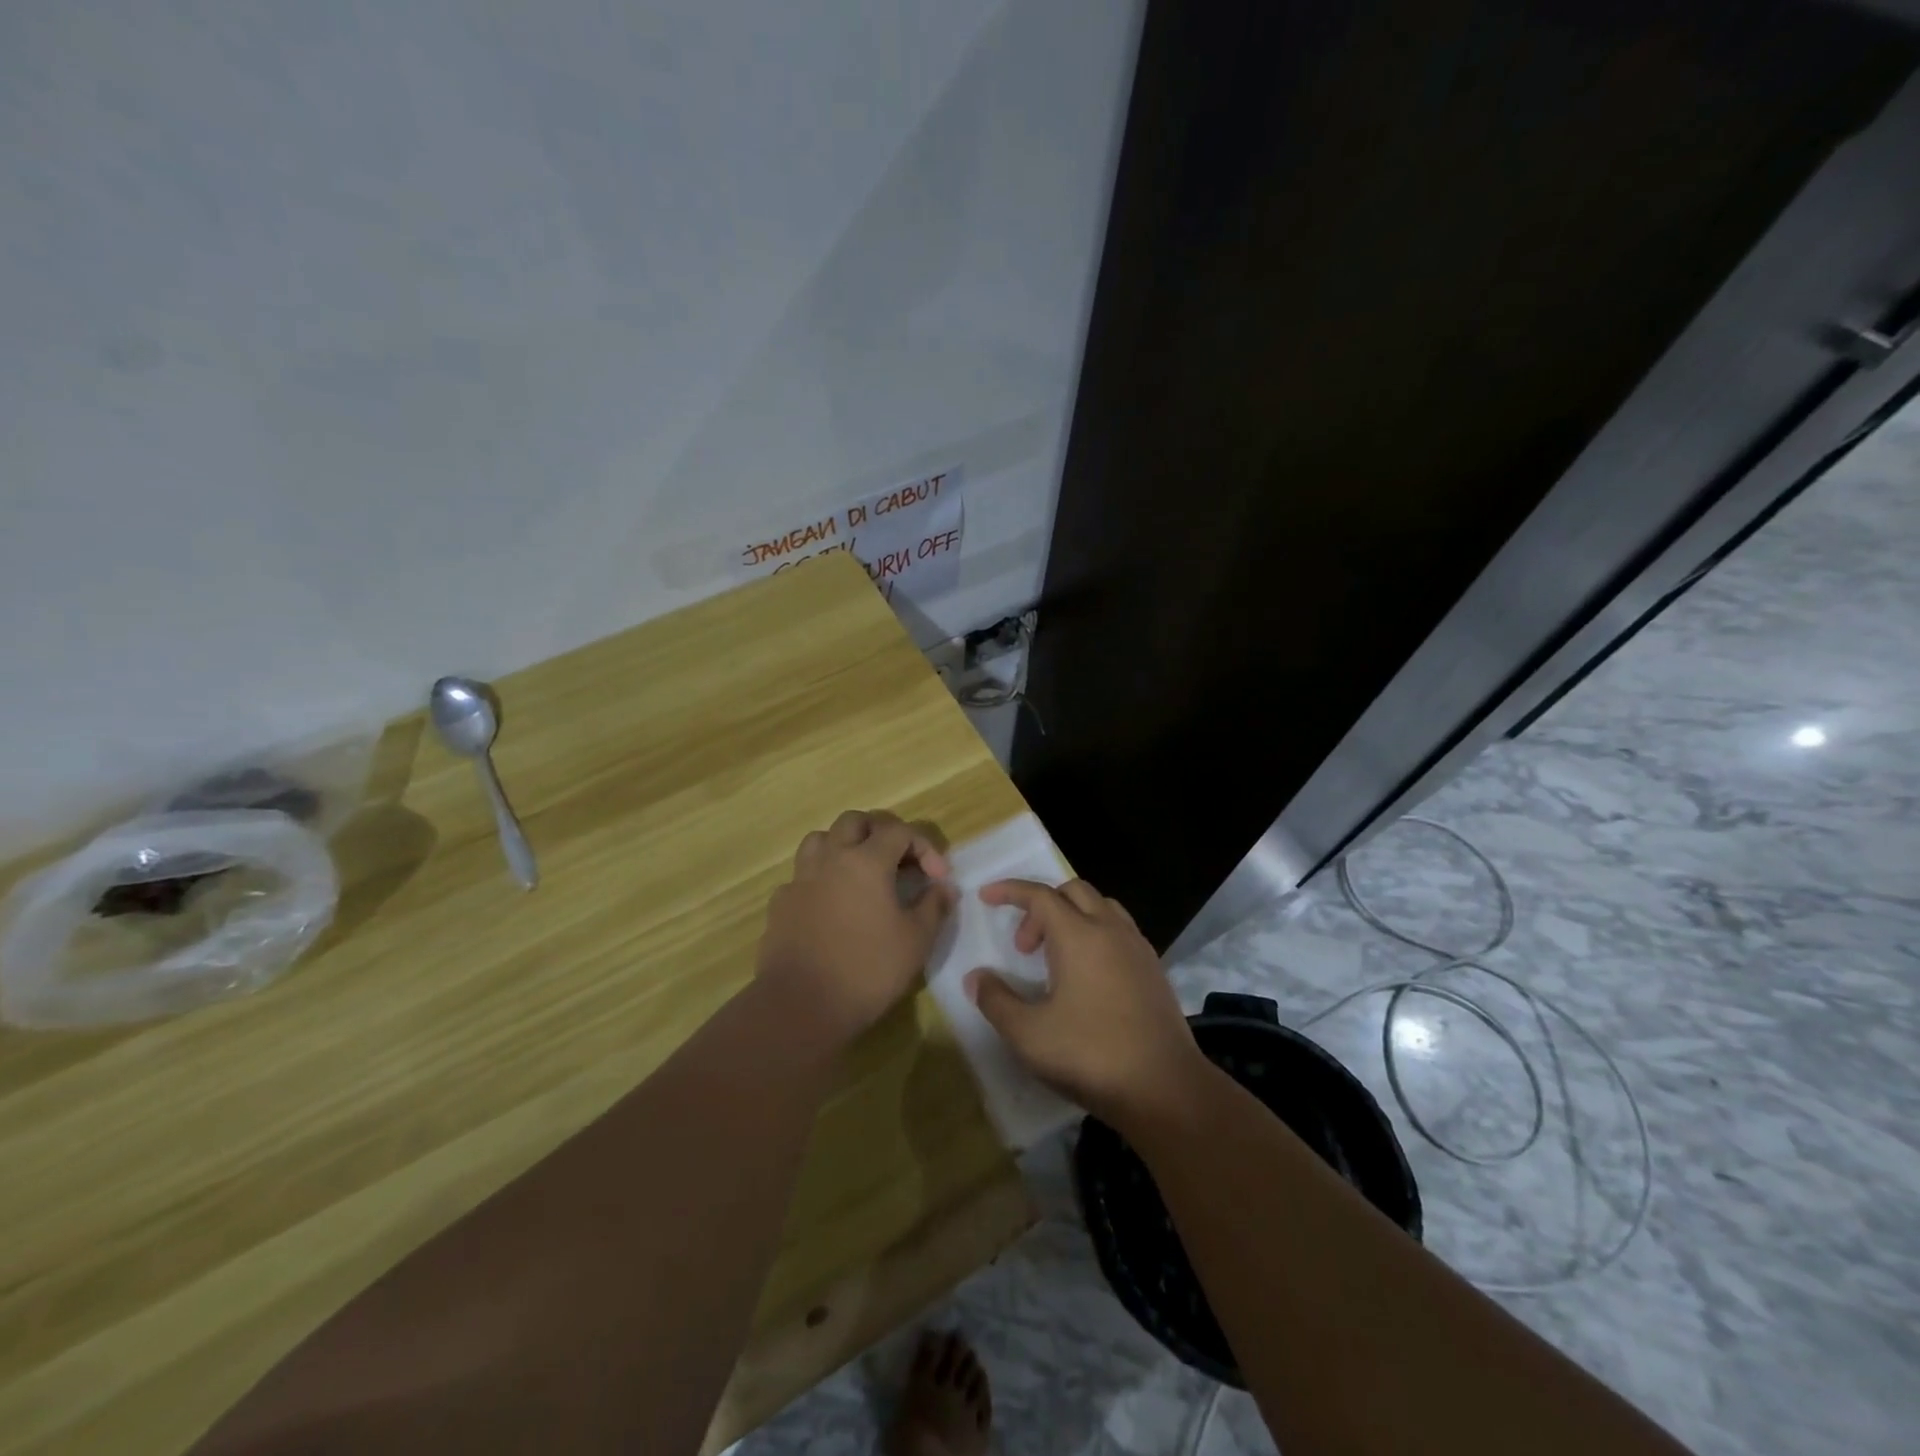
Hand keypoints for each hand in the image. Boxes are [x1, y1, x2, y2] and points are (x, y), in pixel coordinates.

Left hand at [757, 810, 954, 1046]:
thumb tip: (944, 887)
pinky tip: (831, 904)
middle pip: (854, 821)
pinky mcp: (781, 903)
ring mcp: (800, 879)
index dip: (924, 848)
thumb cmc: (867, 970)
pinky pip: (803, 875)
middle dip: (881, 832)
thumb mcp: (916, 940)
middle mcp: (830, 858)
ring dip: (845, 845)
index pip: (899, 831)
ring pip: (821, 839)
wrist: (800, 1006)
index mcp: (866, 861)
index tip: (938, 878)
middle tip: (899, 860)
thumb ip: (934, 906)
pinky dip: (822, 878)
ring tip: (862, 872)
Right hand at [965, 879, 1209, 1129]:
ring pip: (1102, 907)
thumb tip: (976, 977)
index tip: (986, 897)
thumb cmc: (1090, 1055)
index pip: (1040, 895)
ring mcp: (1138, 948)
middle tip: (1024, 947)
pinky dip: (1096, 934)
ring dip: (1072, 917)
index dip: (1010, 891)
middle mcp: (1111, 930)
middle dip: (1042, 907)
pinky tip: (1088, 976)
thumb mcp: (1028, 1034)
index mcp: (1079, 935)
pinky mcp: (1154, 970)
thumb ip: (996, 1001)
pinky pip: (1120, 931)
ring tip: (1055, 958)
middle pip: (1073, 891)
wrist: (1165, 1088)